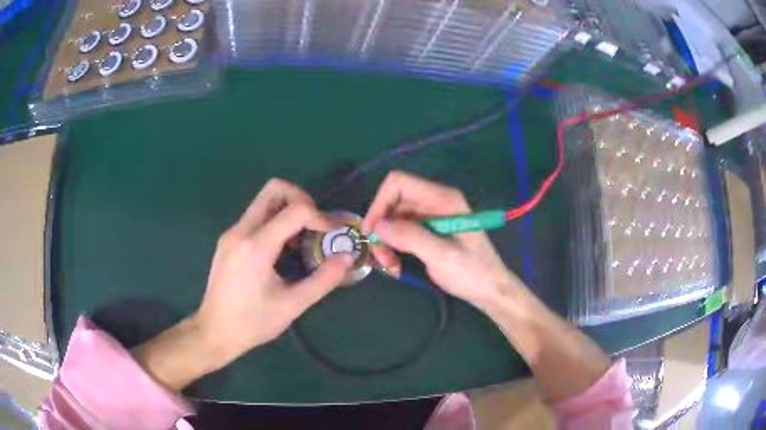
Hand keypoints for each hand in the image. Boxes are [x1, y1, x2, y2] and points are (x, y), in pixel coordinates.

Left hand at [135, 179, 352, 390]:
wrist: (214, 331)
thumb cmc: (253, 323)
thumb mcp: (293, 305)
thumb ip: (323, 280)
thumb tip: (347, 257)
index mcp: (256, 246)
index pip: (294, 210)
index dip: (320, 216)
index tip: (332, 233)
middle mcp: (241, 231)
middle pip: (273, 189)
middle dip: (301, 199)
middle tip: (314, 224)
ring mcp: (231, 233)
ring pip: (263, 202)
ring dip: (287, 211)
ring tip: (299, 241)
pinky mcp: (228, 240)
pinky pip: (255, 217)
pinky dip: (274, 222)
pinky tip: (280, 252)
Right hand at [362, 171, 520, 309]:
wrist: (490, 290)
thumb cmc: (472, 272)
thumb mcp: (441, 255)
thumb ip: (410, 237)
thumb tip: (377, 226)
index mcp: (442, 198)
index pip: (399, 183)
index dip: (379, 203)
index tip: (372, 232)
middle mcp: (435, 202)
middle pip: (394, 203)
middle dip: (382, 228)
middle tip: (381, 258)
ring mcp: (432, 216)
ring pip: (394, 219)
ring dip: (386, 241)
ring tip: (391, 266)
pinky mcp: (429, 231)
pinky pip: (402, 232)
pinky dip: (394, 247)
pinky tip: (397, 266)